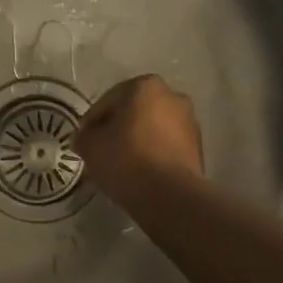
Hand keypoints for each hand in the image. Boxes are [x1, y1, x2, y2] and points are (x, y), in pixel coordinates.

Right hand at [74, 74, 203, 203]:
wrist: (170, 196)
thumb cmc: (126, 159)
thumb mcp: (90, 146)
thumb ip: (84, 136)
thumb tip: (84, 138)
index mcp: (145, 86)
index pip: (109, 100)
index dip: (92, 121)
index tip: (84, 139)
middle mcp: (172, 96)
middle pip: (134, 111)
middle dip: (118, 127)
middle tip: (102, 149)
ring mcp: (190, 122)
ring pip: (153, 128)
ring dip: (138, 140)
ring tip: (121, 163)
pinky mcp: (198, 147)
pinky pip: (167, 145)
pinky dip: (153, 153)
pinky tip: (141, 171)